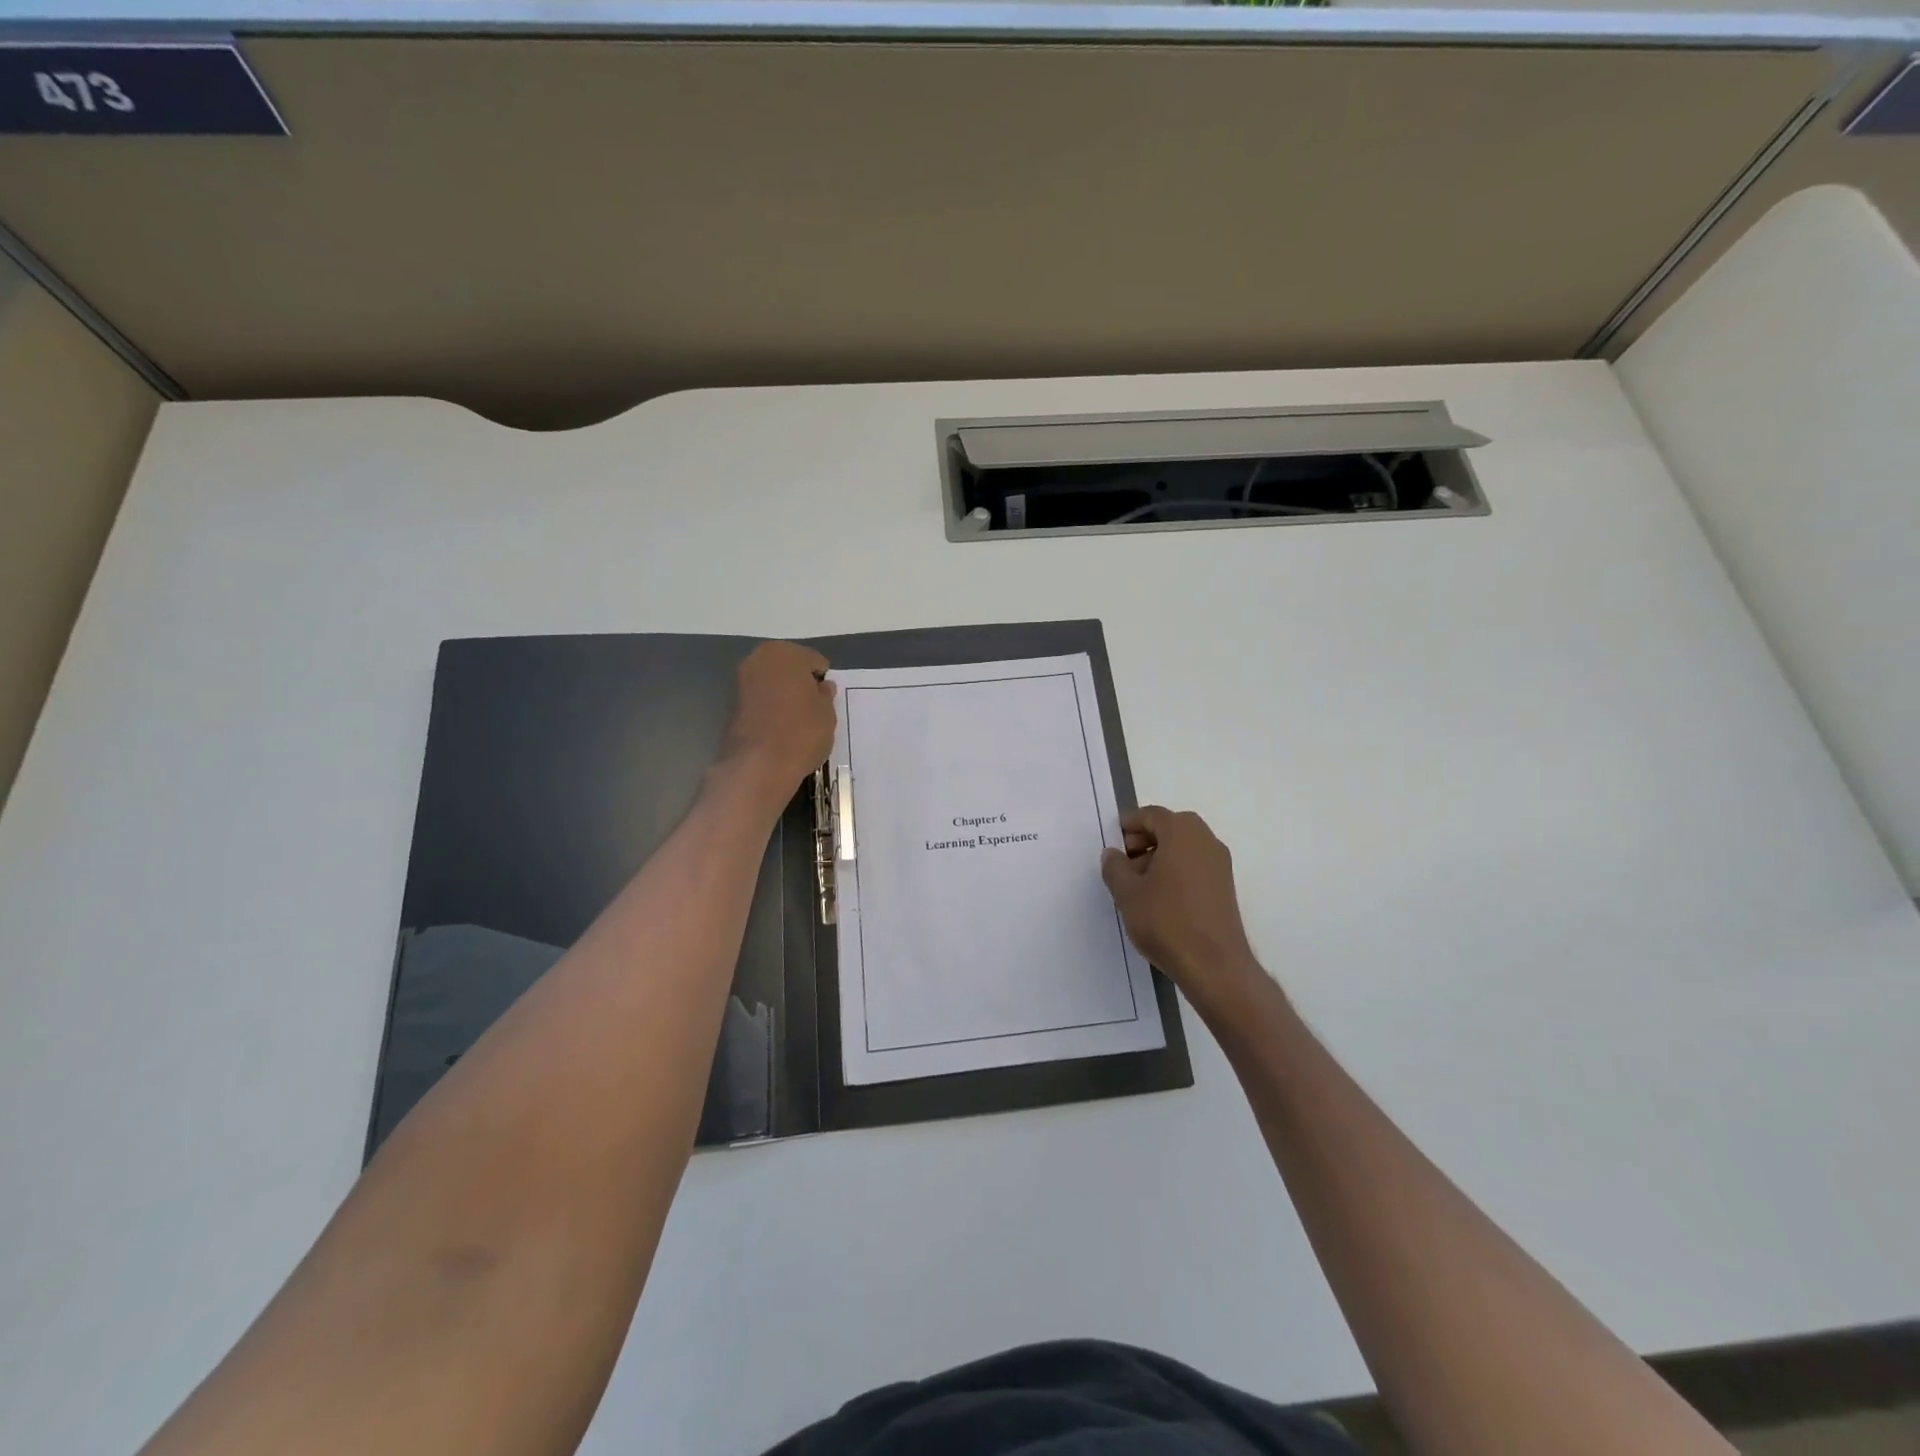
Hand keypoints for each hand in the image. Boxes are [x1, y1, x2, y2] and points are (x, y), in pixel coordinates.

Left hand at [717, 642, 836, 808]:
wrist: (759, 764)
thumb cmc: (801, 731)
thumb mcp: (827, 713)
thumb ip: (825, 695)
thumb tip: (822, 687)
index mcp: (785, 652)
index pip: (814, 661)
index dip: (823, 681)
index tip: (827, 701)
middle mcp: (759, 659)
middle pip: (789, 668)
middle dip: (800, 683)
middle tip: (813, 708)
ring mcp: (741, 680)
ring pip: (773, 684)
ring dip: (784, 695)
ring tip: (797, 720)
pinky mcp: (731, 704)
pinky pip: (761, 700)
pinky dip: (770, 708)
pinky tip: (780, 727)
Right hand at [1101, 807, 1262, 1009]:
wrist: (1214, 965)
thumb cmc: (1166, 921)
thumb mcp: (1127, 893)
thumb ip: (1114, 867)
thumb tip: (1113, 854)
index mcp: (1182, 832)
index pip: (1152, 815)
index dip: (1129, 824)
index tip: (1114, 841)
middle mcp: (1205, 840)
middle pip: (1170, 827)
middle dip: (1145, 839)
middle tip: (1125, 862)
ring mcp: (1220, 864)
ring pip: (1184, 847)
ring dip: (1161, 856)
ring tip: (1139, 884)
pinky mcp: (1225, 886)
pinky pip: (1196, 864)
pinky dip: (1177, 870)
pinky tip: (1161, 898)